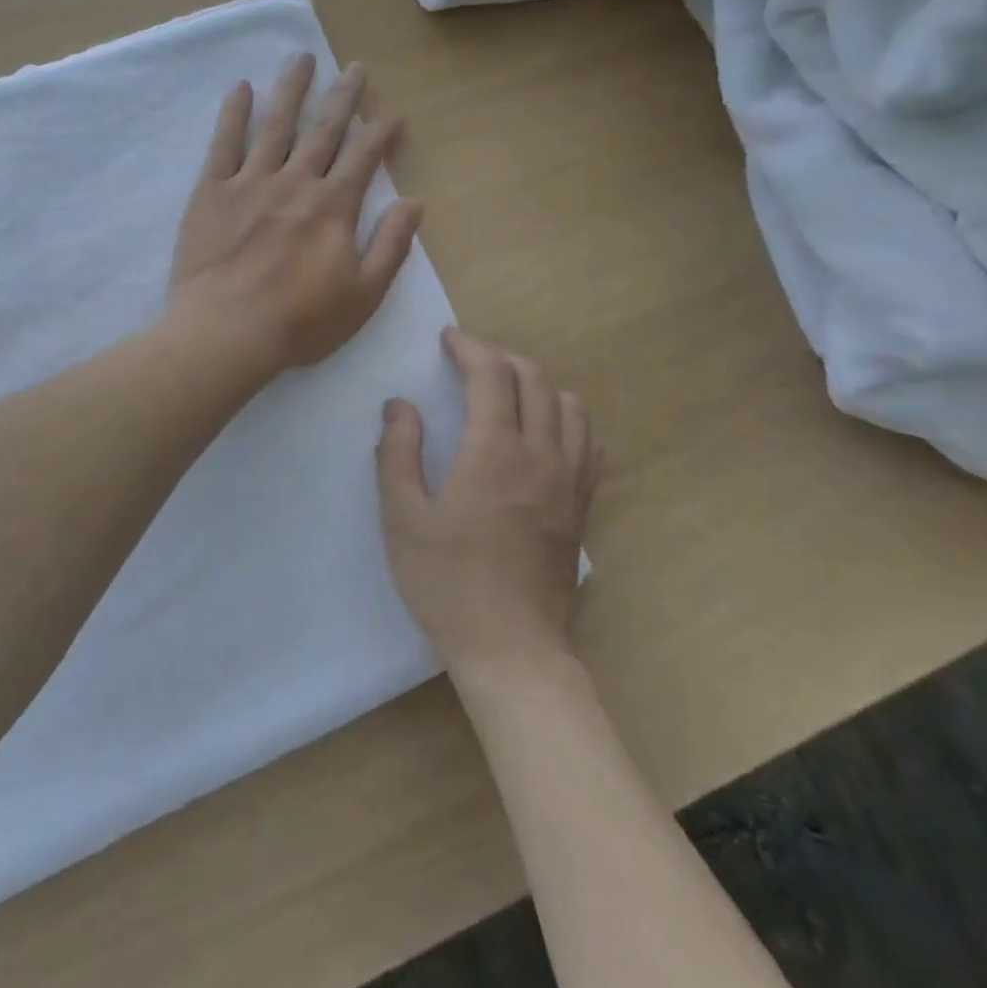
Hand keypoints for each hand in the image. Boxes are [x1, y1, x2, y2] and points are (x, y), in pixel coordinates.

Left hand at [168, 53, 422, 375]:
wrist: (227, 333)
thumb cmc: (300, 322)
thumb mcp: (363, 295)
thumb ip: (391, 246)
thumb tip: (414, 202)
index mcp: (332, 208)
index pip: (363, 159)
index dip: (380, 134)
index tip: (393, 115)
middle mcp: (295, 183)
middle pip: (323, 131)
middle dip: (343, 98)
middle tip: (355, 67)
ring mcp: (250, 183)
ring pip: (276, 126)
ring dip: (292, 90)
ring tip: (302, 58)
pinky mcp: (212, 193)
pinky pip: (223, 144)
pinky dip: (233, 114)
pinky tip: (241, 89)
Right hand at [376, 328, 599, 674]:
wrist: (513, 649)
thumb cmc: (448, 583)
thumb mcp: (403, 518)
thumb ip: (398, 453)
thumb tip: (400, 405)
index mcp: (494, 452)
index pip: (491, 375)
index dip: (469, 347)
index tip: (447, 339)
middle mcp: (542, 454)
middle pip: (534, 379)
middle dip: (499, 358)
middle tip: (468, 361)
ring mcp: (571, 480)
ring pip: (569, 405)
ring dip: (537, 383)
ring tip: (507, 391)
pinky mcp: (584, 505)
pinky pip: (588, 442)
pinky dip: (566, 418)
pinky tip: (545, 431)